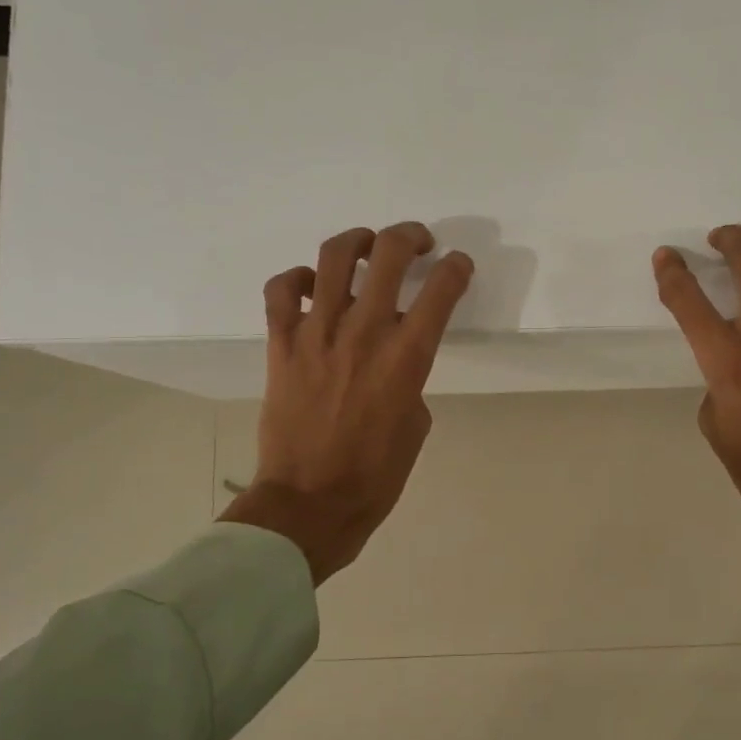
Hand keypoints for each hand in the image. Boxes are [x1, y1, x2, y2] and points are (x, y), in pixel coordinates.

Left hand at [220, 223, 473, 583]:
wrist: (309, 502)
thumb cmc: (375, 475)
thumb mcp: (416, 425)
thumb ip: (410, 380)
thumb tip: (393, 361)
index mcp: (407, 357)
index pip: (442, 289)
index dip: (457, 268)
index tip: (458, 266)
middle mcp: (364, 332)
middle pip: (389, 254)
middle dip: (410, 237)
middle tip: (417, 243)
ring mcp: (317, 333)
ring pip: (334, 258)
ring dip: (357, 242)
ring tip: (366, 248)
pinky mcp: (282, 344)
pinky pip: (282, 290)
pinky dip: (297, 279)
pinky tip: (311, 288)